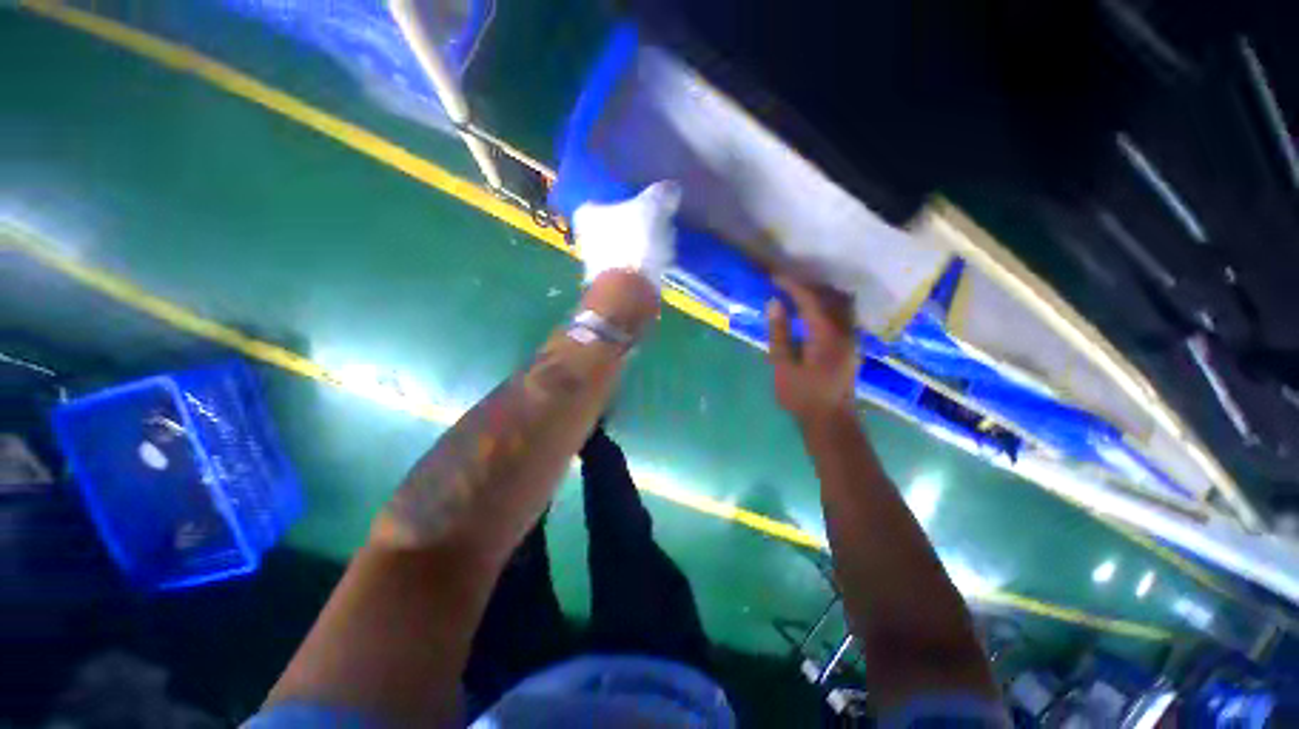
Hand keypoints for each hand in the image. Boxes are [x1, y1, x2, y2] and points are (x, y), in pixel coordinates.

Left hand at [572, 182, 680, 288]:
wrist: (630, 293)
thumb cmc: (634, 243)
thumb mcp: (651, 209)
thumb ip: (661, 195)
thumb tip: (670, 189)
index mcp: (587, 214)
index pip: (602, 198)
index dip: (624, 198)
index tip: (642, 200)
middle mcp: (585, 239)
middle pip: (614, 224)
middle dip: (634, 224)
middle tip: (657, 221)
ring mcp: (597, 265)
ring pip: (623, 247)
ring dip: (641, 246)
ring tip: (664, 242)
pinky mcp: (612, 285)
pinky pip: (631, 267)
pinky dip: (643, 264)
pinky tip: (660, 263)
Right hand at [767, 278, 859, 423]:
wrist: (831, 421)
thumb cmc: (802, 397)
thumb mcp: (783, 366)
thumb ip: (779, 334)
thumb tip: (775, 304)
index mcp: (826, 335)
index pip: (810, 299)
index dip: (792, 284)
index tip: (774, 276)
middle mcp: (845, 330)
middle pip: (830, 295)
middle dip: (807, 284)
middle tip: (784, 282)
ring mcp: (851, 337)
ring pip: (841, 302)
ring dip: (820, 292)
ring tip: (797, 292)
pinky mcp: (851, 344)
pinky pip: (842, 313)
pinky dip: (827, 304)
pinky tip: (812, 310)